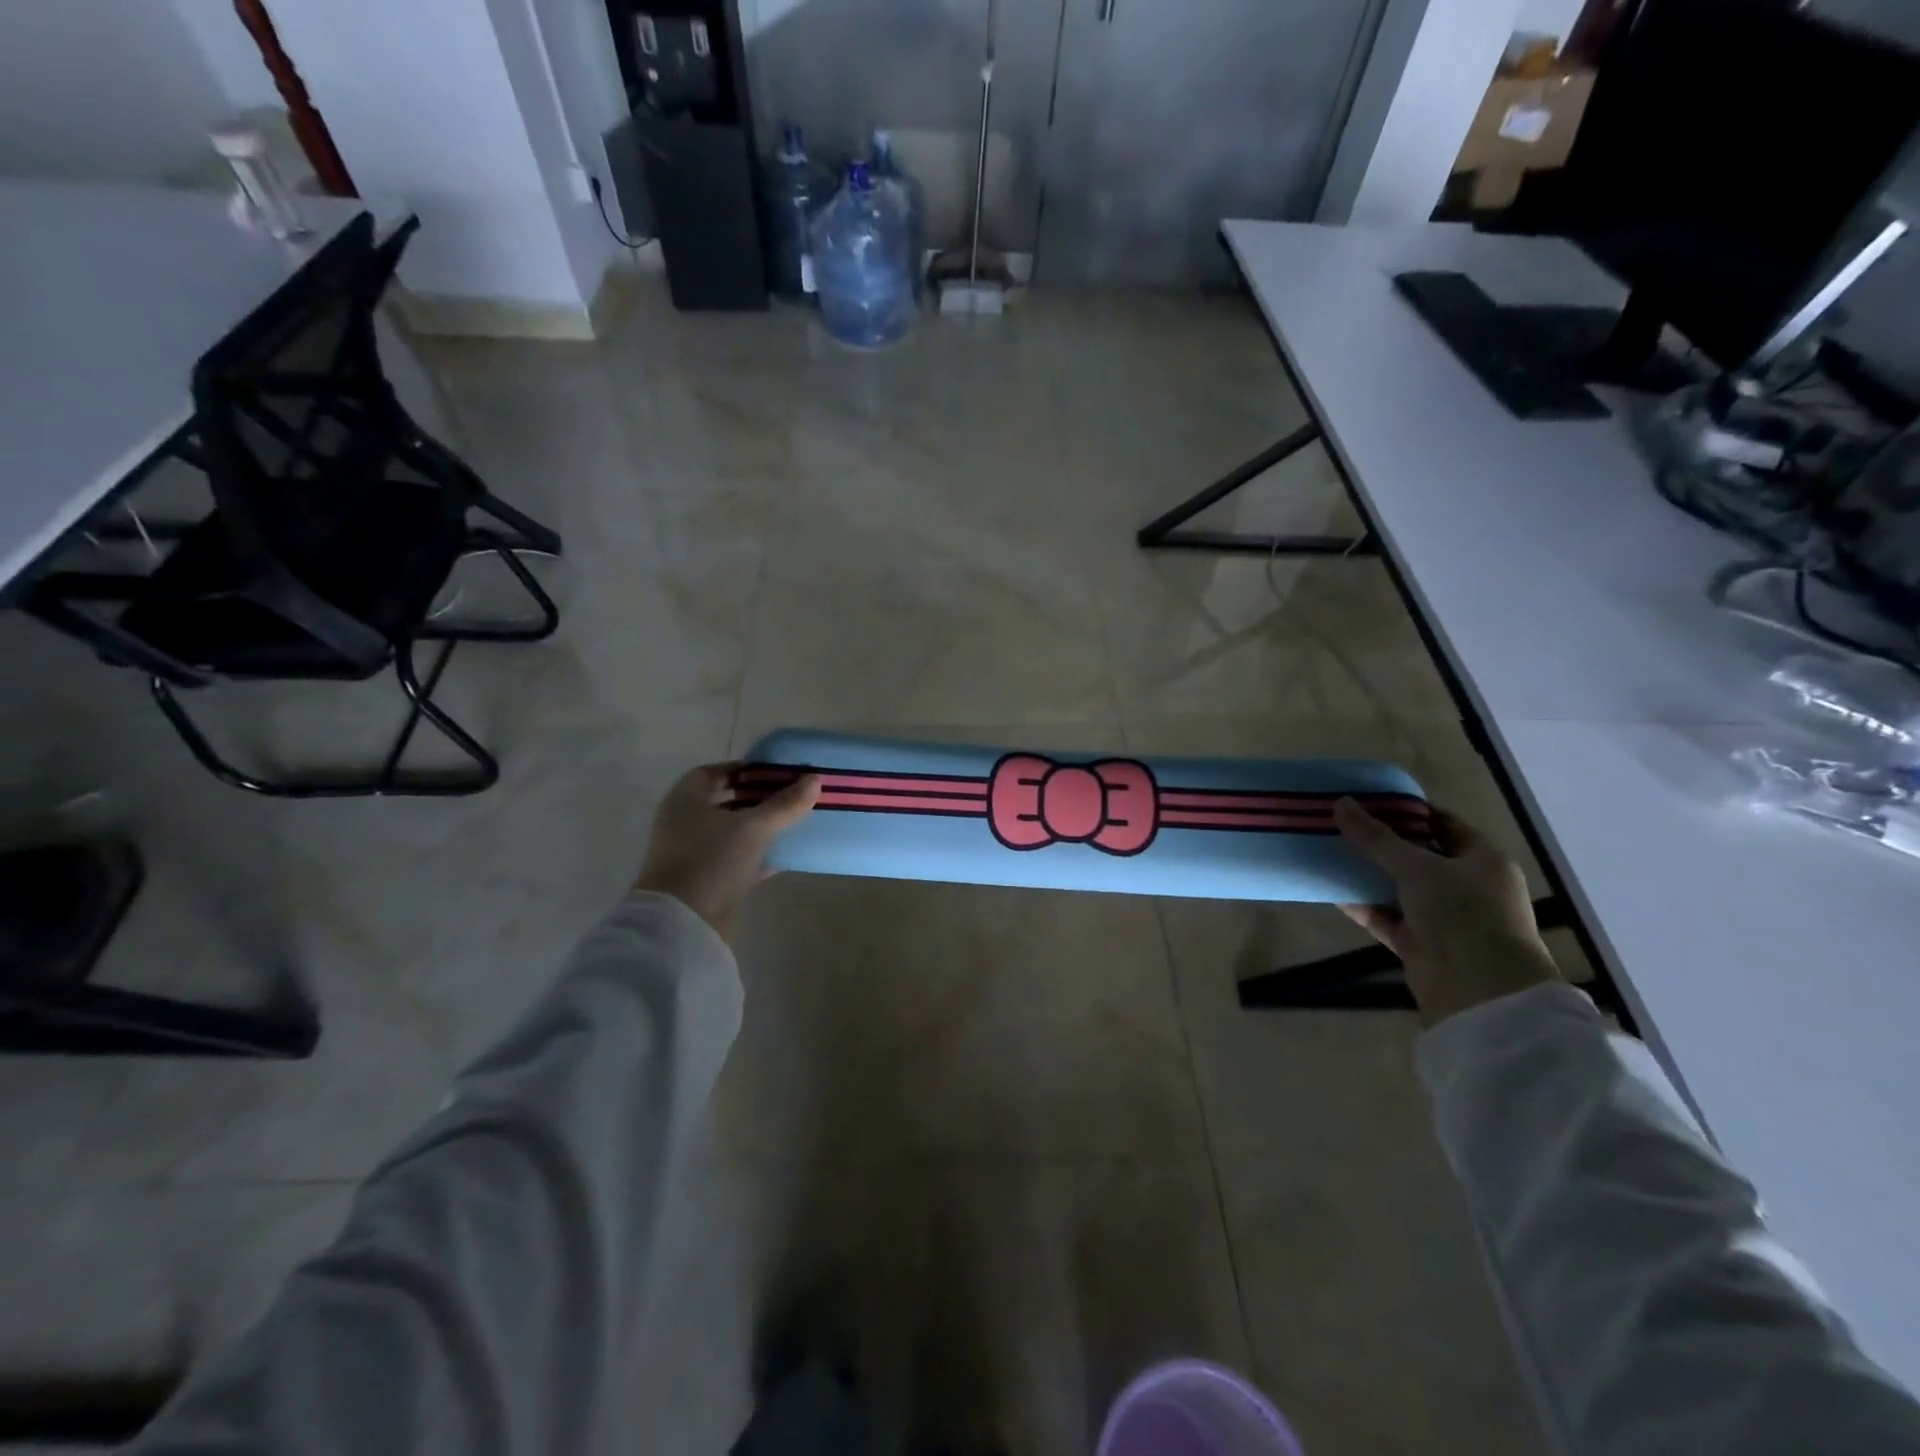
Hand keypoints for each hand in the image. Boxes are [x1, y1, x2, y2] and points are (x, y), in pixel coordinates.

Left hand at [634, 763, 819, 936]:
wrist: (681, 923)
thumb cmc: (711, 860)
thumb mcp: (754, 827)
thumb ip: (785, 804)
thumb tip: (815, 780)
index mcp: (686, 799)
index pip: (716, 772)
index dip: (746, 770)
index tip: (778, 774)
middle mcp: (684, 821)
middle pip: (726, 801)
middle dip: (758, 798)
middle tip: (792, 796)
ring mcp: (692, 853)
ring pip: (732, 831)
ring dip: (759, 827)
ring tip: (793, 822)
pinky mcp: (704, 880)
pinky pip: (735, 858)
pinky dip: (757, 854)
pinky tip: (785, 855)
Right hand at [1334, 798, 1559, 1025]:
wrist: (1480, 991)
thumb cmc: (1462, 914)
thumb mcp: (1417, 867)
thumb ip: (1376, 838)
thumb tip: (1340, 804)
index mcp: (1481, 860)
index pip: (1442, 823)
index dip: (1407, 810)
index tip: (1367, 800)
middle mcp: (1465, 885)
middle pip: (1416, 855)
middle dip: (1379, 841)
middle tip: (1340, 823)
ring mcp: (1442, 916)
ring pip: (1397, 887)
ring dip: (1366, 873)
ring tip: (1328, 851)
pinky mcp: (1419, 943)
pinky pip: (1385, 916)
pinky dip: (1361, 905)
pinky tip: (1330, 889)